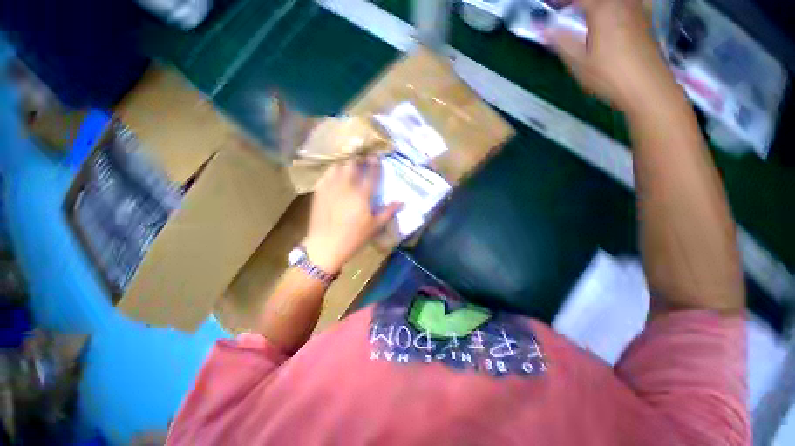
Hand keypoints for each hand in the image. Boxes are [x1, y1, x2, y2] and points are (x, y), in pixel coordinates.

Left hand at [304, 157, 401, 273]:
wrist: (326, 245)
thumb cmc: (354, 237)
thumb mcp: (375, 226)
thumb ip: (388, 212)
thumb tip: (402, 202)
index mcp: (362, 195)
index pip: (371, 174)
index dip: (375, 164)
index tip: (376, 158)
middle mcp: (346, 187)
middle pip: (352, 165)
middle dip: (358, 161)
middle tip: (362, 162)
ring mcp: (331, 188)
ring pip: (338, 167)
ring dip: (345, 165)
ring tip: (348, 169)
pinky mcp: (319, 192)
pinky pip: (326, 175)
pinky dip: (332, 173)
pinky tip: (335, 178)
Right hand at [548, 0, 678, 112]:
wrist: (647, 87)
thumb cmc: (609, 76)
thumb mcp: (579, 63)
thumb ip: (562, 42)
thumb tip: (546, 30)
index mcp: (602, 10)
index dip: (561, 1)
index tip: (552, 6)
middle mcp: (621, 2)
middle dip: (579, 3)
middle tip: (568, 10)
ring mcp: (636, 8)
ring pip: (613, 0)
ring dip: (597, 5)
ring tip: (587, 12)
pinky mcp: (646, 17)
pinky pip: (631, 2)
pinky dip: (619, 6)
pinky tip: (617, 12)